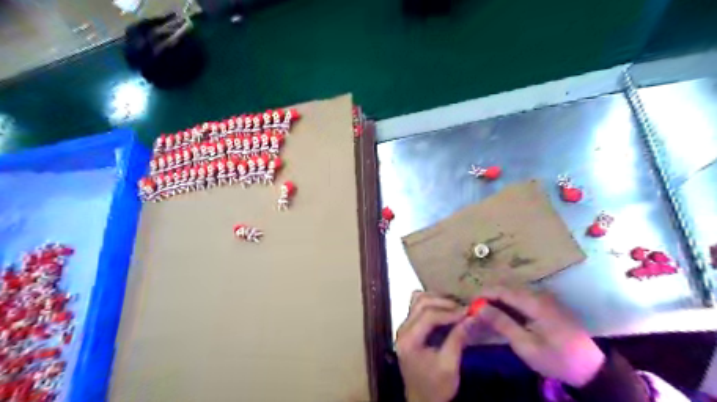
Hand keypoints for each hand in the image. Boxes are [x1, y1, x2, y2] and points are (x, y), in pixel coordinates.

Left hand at [395, 293, 474, 401]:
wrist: (422, 401)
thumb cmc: (435, 387)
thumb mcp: (449, 366)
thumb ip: (458, 339)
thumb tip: (472, 317)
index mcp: (409, 340)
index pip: (428, 315)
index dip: (450, 312)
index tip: (469, 312)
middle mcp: (403, 329)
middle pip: (421, 303)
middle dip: (444, 303)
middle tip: (464, 309)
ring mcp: (404, 326)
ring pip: (418, 300)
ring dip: (438, 300)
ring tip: (456, 308)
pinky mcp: (409, 327)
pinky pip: (418, 306)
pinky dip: (432, 303)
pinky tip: (445, 309)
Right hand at [475, 285, 603, 385]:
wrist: (591, 369)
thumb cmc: (556, 358)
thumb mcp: (526, 345)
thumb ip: (502, 323)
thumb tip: (479, 307)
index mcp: (535, 302)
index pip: (502, 290)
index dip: (483, 294)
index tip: (469, 303)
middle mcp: (539, 294)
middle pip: (507, 287)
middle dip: (489, 295)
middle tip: (475, 308)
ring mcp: (544, 297)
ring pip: (514, 290)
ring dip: (498, 297)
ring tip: (485, 310)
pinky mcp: (547, 304)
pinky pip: (522, 296)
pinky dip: (508, 301)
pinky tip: (502, 312)